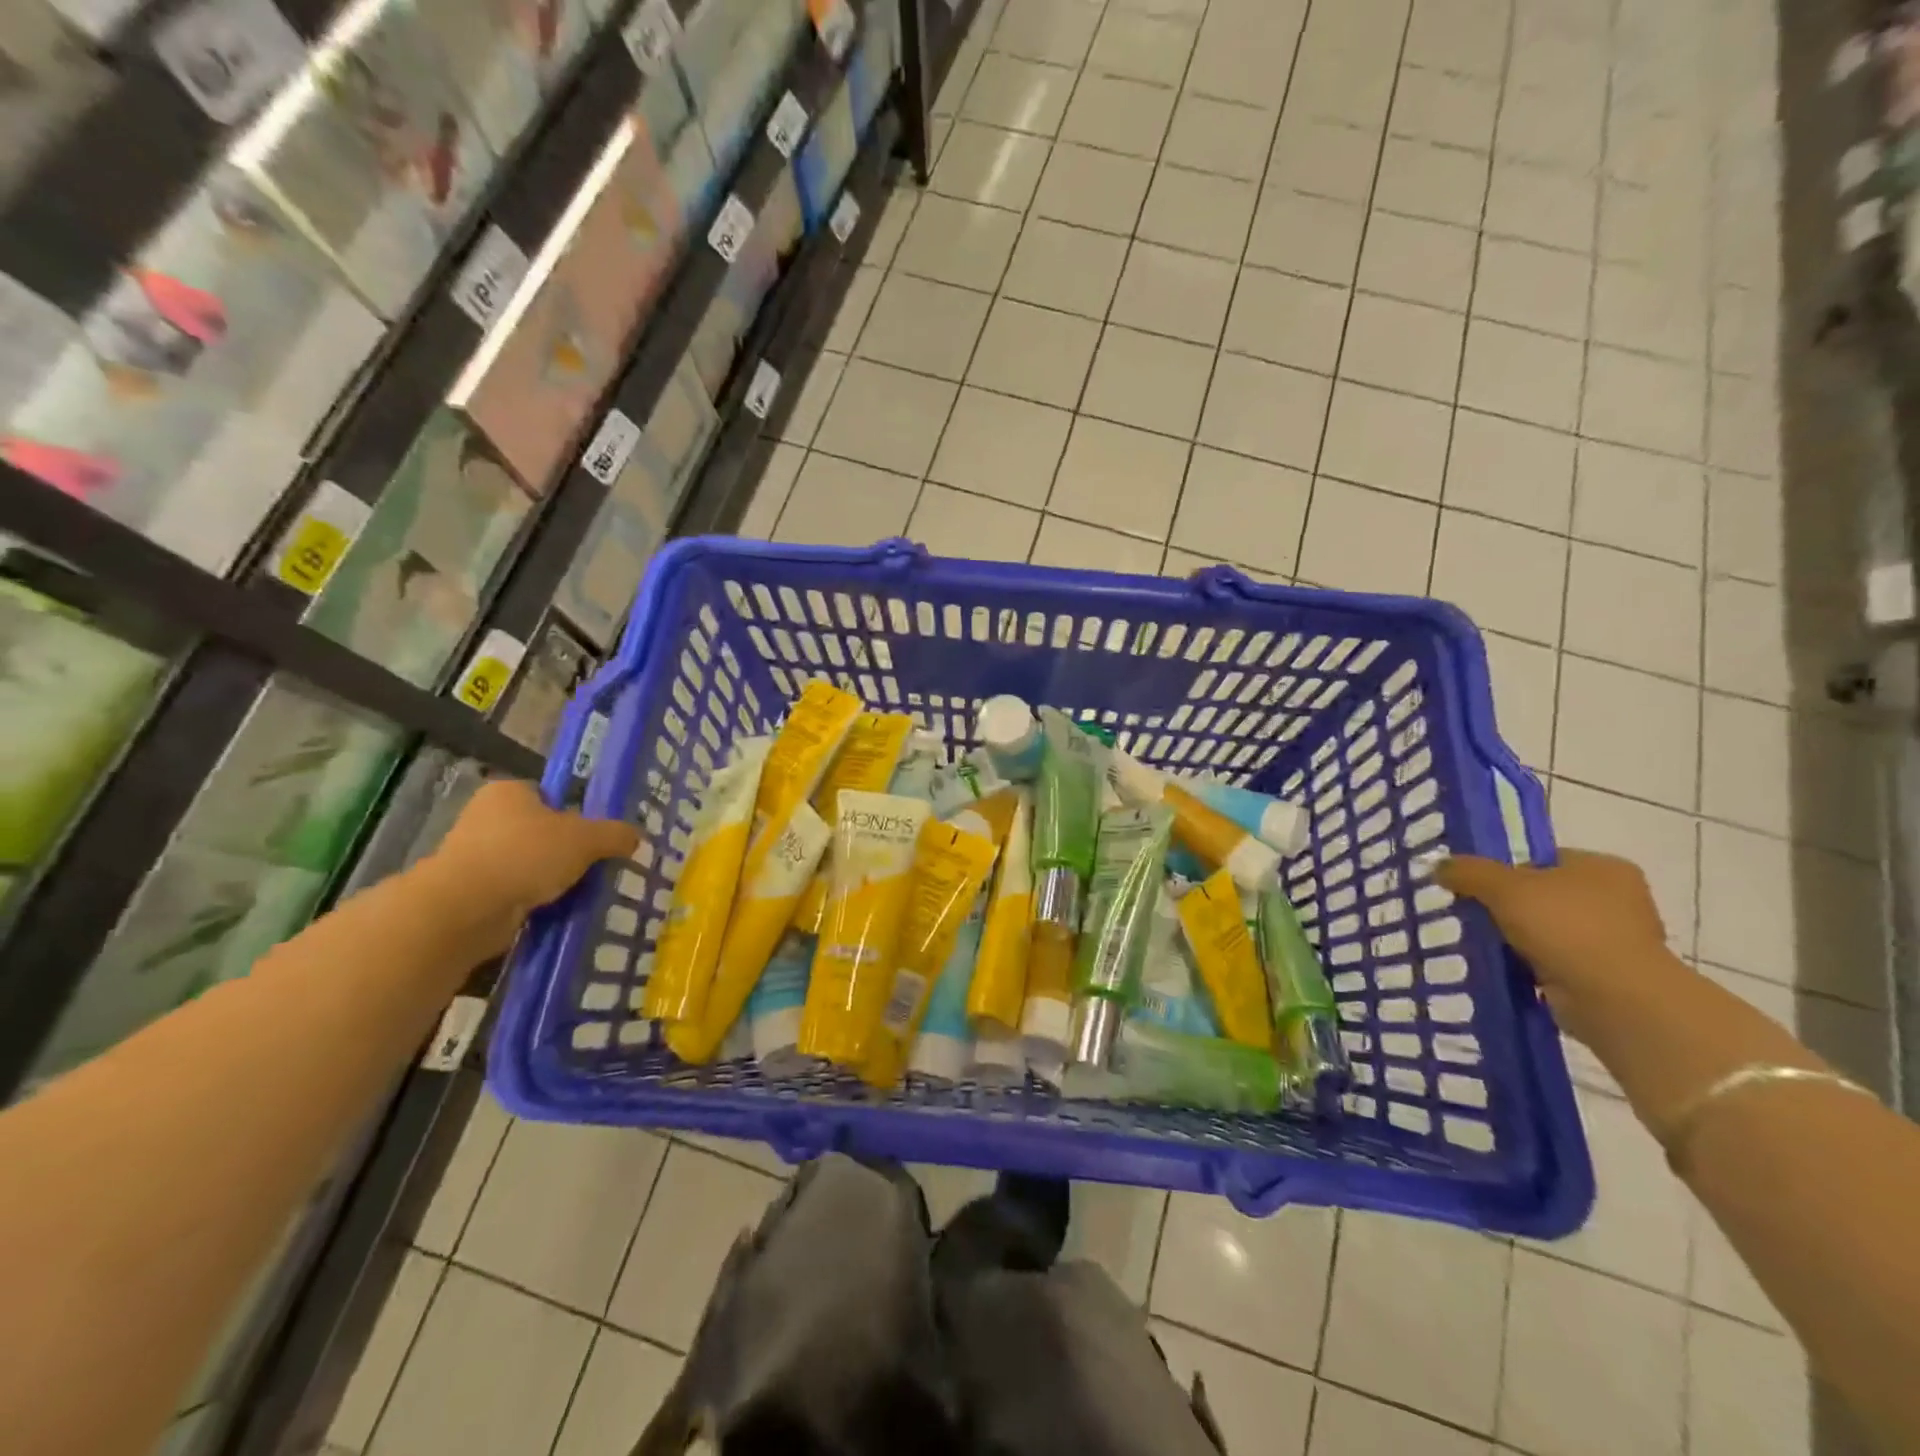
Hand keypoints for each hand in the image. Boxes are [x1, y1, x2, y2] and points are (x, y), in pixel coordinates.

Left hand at [428, 781, 639, 947]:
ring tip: (579, 892)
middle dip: (563, 850)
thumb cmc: (526, 855)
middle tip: (593, 865)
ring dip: (548, 878)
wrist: (466, 909)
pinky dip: (531, 900)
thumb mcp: (586, 839)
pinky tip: (553, 910)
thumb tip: (635, 837)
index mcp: (508, 791)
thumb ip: (615, 835)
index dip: (574, 814)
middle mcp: (484, 816)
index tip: (594, 837)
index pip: (548, 795)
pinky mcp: (467, 891)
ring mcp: (472, 855)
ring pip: (526, 863)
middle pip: (539, 830)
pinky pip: (512, 891)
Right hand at [1436, 849, 1674, 1044]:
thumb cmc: (1566, 927)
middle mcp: (1618, 900)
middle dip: (1508, 907)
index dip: (1506, 870)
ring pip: (1547, 931)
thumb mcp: (1503, 887)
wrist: (1614, 999)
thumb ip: (1468, 871)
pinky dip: (1531, 966)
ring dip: (1518, 939)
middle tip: (1473, 914)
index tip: (1477, 887)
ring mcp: (1616, 940)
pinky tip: (1506, 969)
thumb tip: (1439, 866)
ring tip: (1483, 944)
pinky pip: (1555, 962)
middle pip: (1543, 895)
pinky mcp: (1607, 976)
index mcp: (1603, 868)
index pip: (1543, 859)